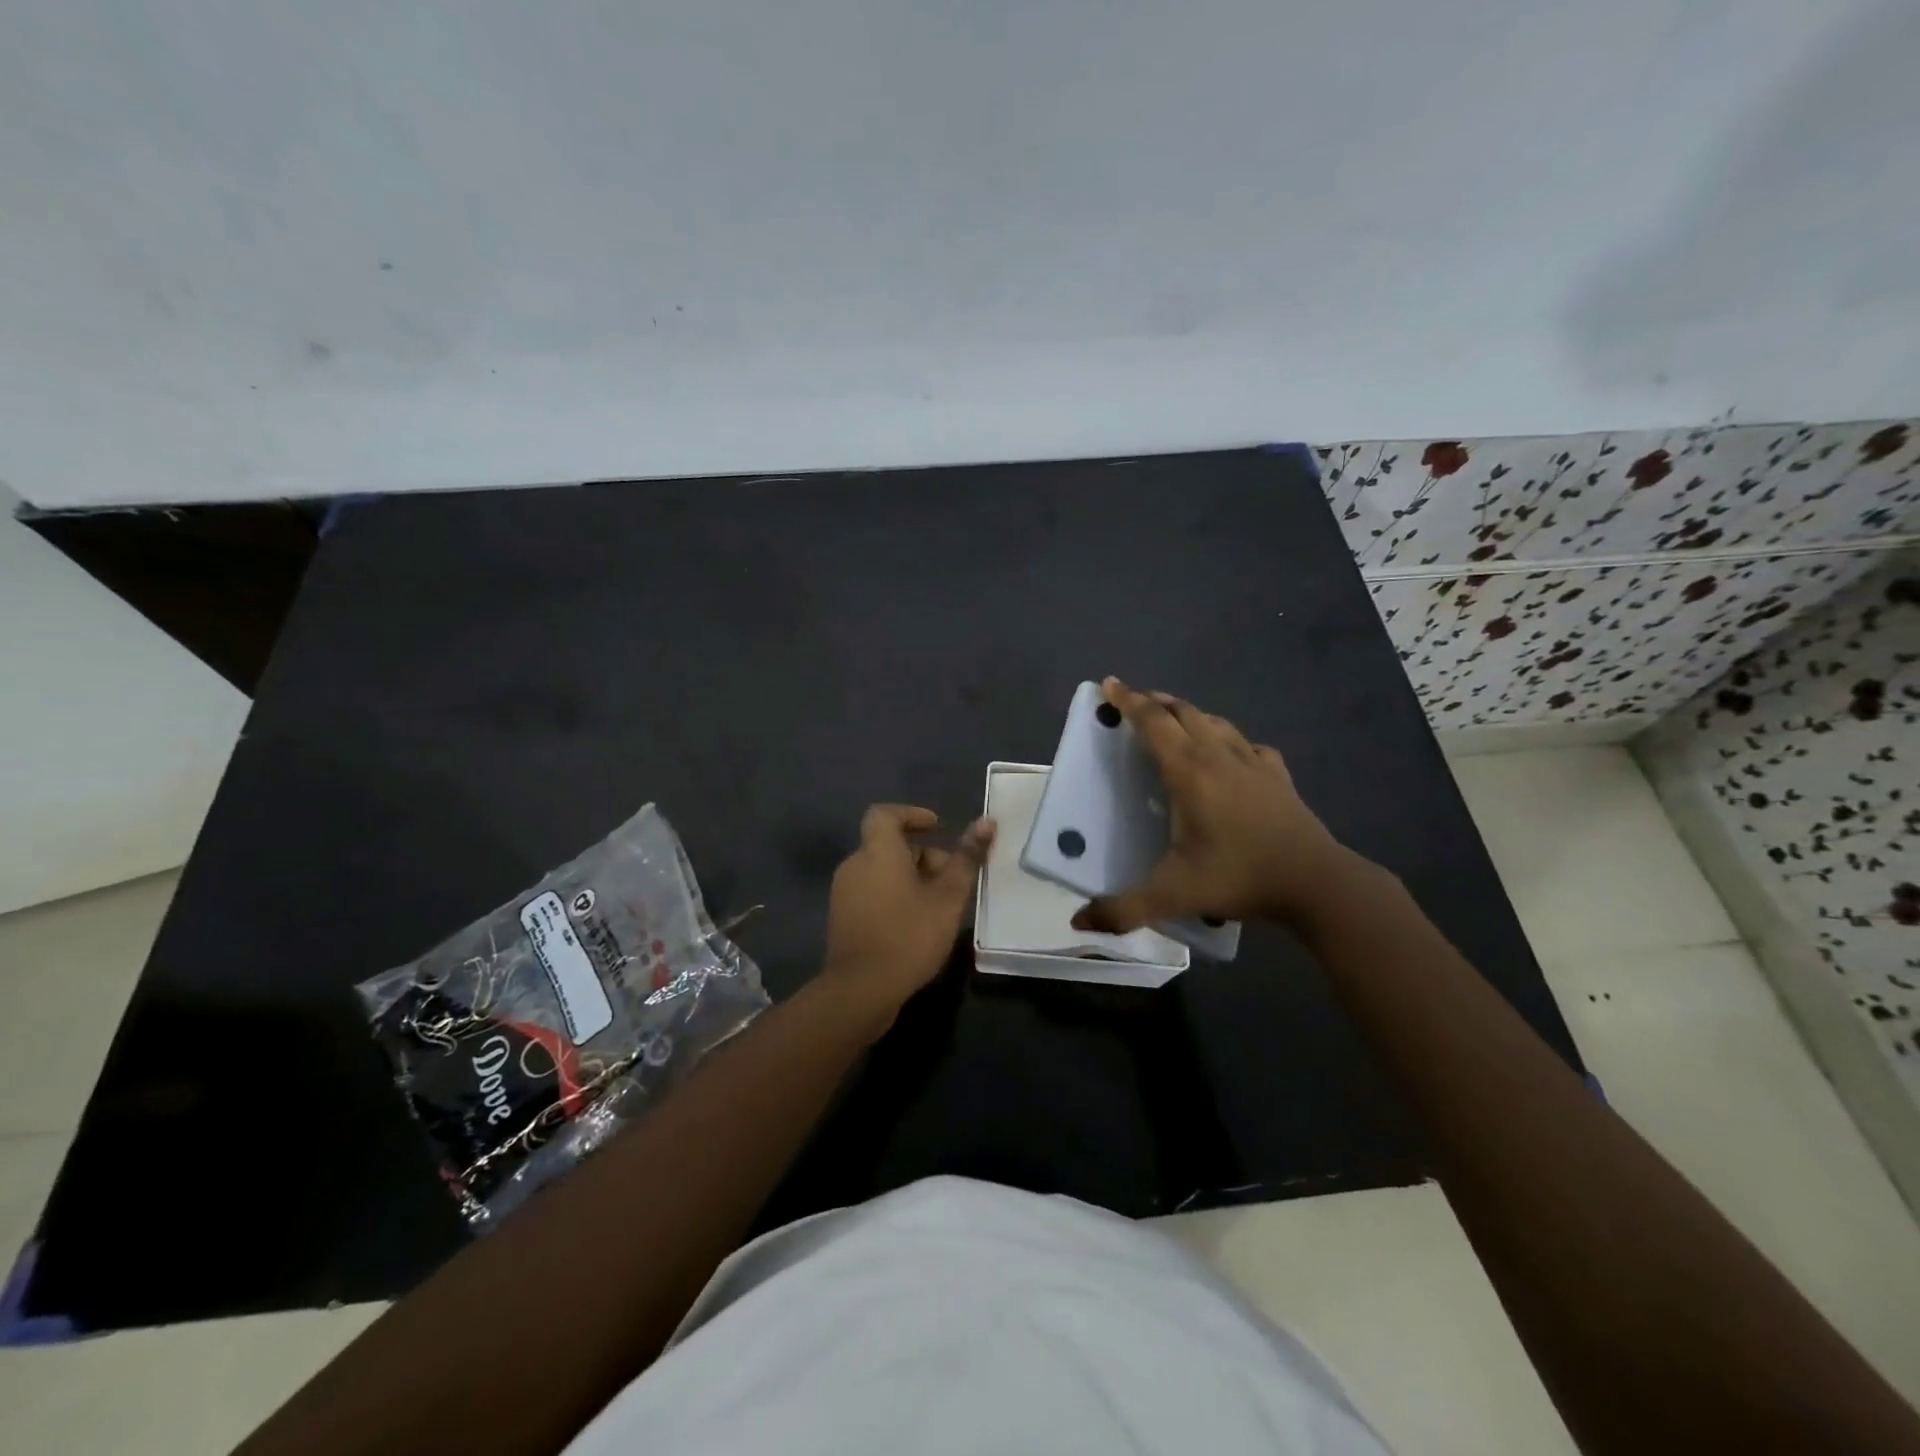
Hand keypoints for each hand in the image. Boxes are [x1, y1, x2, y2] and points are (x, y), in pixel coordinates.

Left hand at [822, 804, 995, 1026]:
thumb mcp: (948, 898)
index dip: (911, 815)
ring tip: (939, 905)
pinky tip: (916, 922)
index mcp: (877, 852)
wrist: (860, 990)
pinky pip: (871, 891)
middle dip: (923, 855)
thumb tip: (987, 822)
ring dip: (910, 878)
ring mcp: (844, 892)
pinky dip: (894, 894)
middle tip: (952, 878)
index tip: (936, 827)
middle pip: (889, 845)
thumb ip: (967, 858)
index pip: (885, 814)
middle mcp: (854, 865)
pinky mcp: (842, 917)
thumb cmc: (908, 936)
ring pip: (881, 870)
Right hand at [1071, 677, 1356, 934]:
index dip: (1129, 701)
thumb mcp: (1173, 895)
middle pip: (1183, 712)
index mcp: (1189, 772)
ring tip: (1174, 717)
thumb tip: (1077, 922)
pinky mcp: (1278, 775)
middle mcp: (1219, 756)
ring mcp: (1253, 762)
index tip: (1110, 684)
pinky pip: (1248, 744)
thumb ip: (1123, 909)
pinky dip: (1229, 739)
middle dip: (1156, 701)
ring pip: (1215, 722)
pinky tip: (1231, 752)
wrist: (1316, 881)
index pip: (1153, 723)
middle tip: (1135, 701)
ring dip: (1189, 713)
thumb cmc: (1239, 877)